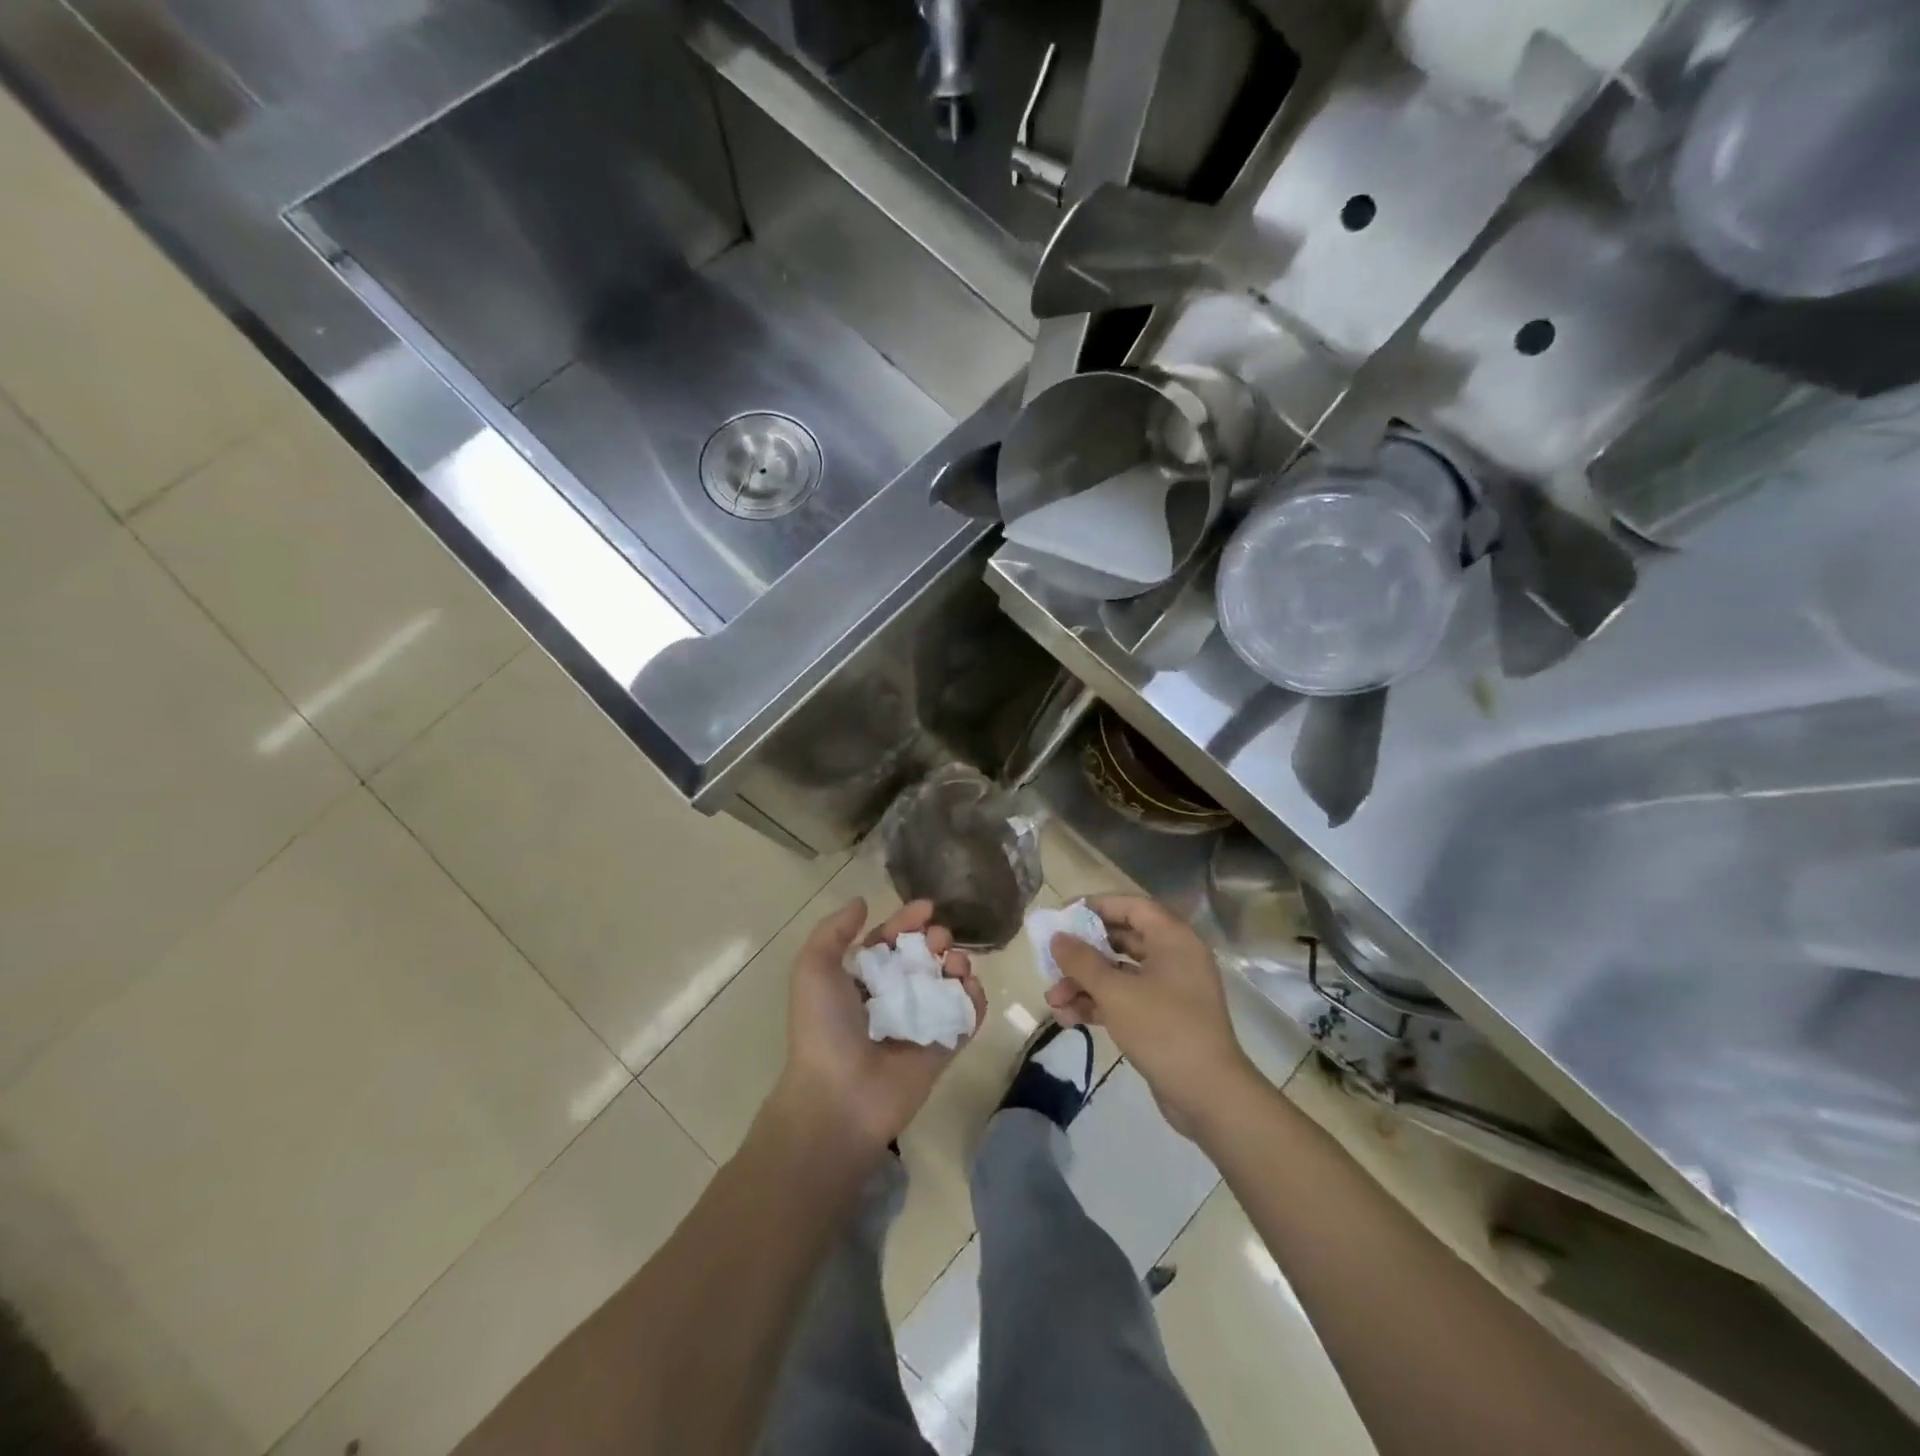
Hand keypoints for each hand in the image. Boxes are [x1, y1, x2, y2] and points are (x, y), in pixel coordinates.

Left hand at [775, 897, 986, 1153]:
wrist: (840, 1096)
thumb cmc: (824, 1027)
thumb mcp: (813, 968)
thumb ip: (834, 930)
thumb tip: (862, 902)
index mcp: (860, 981)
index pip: (889, 942)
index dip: (906, 922)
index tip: (927, 907)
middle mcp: (891, 999)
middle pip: (922, 959)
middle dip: (935, 940)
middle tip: (940, 939)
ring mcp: (919, 1024)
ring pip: (947, 985)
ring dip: (958, 965)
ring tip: (956, 963)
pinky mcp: (943, 1049)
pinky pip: (965, 1018)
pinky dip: (974, 999)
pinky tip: (971, 986)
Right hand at [1046, 895, 1257, 1137]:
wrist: (1208, 1096)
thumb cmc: (1163, 1029)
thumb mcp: (1116, 993)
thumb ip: (1082, 961)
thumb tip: (1058, 937)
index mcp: (1173, 940)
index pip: (1132, 907)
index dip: (1096, 906)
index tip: (1063, 916)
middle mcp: (1174, 957)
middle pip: (1122, 940)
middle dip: (1083, 953)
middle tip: (1052, 958)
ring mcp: (1169, 990)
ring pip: (1119, 974)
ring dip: (1084, 984)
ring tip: (1053, 1000)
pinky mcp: (1163, 1018)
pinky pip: (1125, 999)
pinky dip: (1098, 1004)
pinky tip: (1068, 1018)